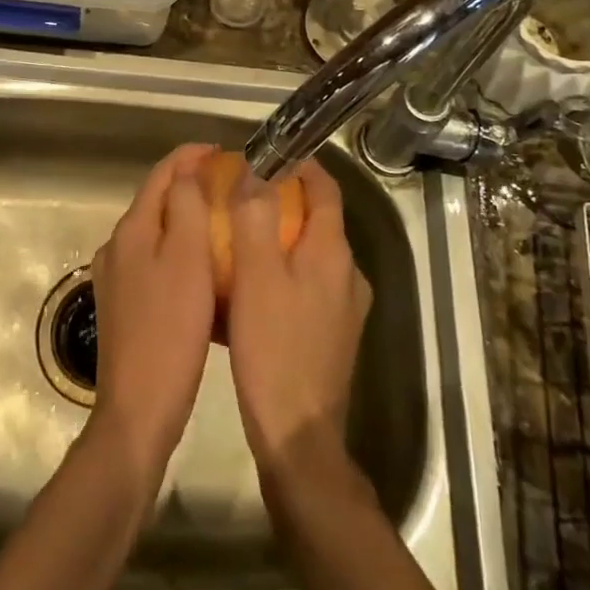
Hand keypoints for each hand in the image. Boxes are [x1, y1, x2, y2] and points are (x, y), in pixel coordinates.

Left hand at [88, 143, 217, 479]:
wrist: (138, 410)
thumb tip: (187, 171)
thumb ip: (185, 206)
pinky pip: (152, 260)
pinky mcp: (121, 305)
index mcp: (131, 229)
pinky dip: (176, 249)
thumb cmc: (170, 330)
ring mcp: (115, 277)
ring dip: (184, 217)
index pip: (161, 174)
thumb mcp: (186, 259)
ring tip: (221, 221)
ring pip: (154, 231)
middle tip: (229, 186)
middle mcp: (116, 245)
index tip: (224, 153)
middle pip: (155, 200)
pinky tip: (200, 267)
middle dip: (189, 185)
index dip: (191, 156)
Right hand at [225, 159, 372, 478]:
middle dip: (284, 201)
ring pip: (312, 255)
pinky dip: (283, 272)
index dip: (301, 165)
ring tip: (240, 238)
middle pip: (318, 221)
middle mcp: (348, 274)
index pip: (325, 189)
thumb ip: (255, 217)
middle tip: (243, 196)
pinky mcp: (334, 335)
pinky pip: (308, 286)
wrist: (298, 436)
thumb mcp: (256, 275)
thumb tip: (254, 171)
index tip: (269, 153)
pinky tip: (251, 288)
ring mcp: (345, 308)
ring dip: (281, 238)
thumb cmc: (275, 348)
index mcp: (333, 253)